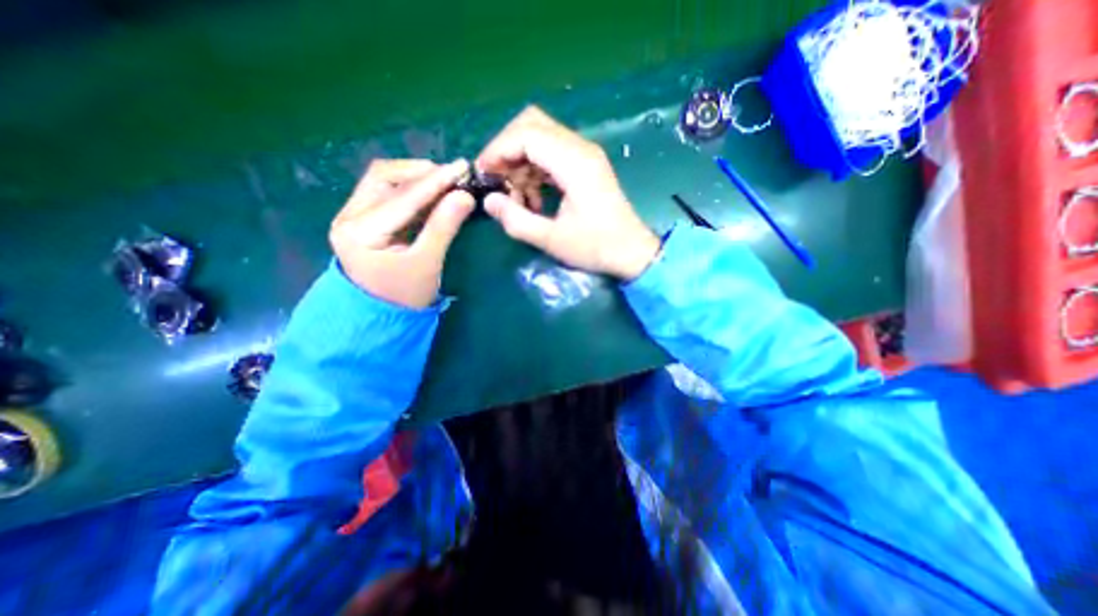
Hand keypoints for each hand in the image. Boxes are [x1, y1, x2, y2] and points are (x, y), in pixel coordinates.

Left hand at [329, 159, 476, 308]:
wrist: (382, 315)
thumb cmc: (406, 295)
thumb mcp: (428, 263)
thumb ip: (444, 227)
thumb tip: (465, 196)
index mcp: (360, 232)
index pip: (403, 197)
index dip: (435, 182)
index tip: (462, 167)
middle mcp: (348, 216)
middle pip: (384, 177)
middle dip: (421, 173)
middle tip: (453, 175)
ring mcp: (350, 215)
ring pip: (382, 180)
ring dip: (414, 177)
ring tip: (443, 180)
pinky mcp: (360, 218)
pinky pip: (384, 192)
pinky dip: (408, 188)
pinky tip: (428, 191)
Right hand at [474, 107, 659, 279]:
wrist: (632, 252)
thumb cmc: (596, 247)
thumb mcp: (552, 240)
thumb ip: (516, 220)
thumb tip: (489, 201)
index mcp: (574, 163)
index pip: (526, 134)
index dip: (498, 150)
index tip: (483, 174)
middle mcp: (580, 149)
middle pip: (532, 124)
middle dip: (507, 149)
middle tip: (497, 180)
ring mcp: (584, 154)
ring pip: (540, 137)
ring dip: (521, 162)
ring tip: (517, 198)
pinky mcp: (585, 165)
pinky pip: (551, 153)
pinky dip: (535, 170)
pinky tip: (533, 198)